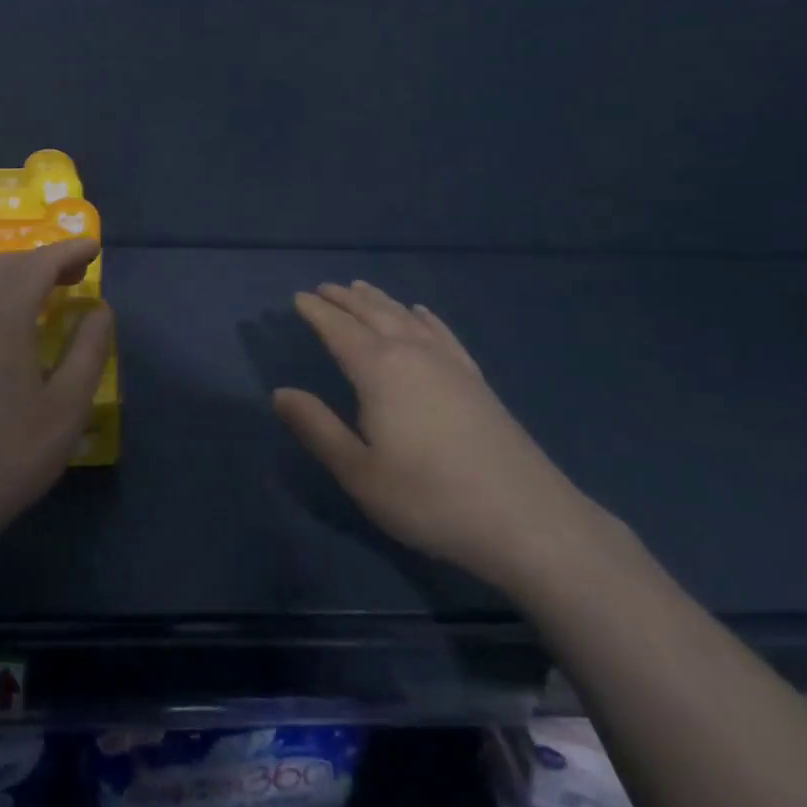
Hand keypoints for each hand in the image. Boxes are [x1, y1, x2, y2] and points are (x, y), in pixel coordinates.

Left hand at [0, 238, 112, 570]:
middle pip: (8, 266)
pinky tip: (6, 324)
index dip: (69, 250)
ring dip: (18, 276)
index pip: (39, 264)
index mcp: (3, 318)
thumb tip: (99, 309)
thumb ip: (88, 351)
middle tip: (78, 272)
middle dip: (45, 259)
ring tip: (47, 293)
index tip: (94, 247)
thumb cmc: (7, 456)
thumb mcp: (66, 408)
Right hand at [272, 281, 606, 594]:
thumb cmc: (429, 498)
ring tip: (361, 288)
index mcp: (379, 370)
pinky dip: (425, 318)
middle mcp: (413, 353)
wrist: (526, 518)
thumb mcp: (359, 472)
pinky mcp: (476, 379)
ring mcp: (450, 363)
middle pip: (373, 314)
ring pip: (406, 318)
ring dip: (380, 300)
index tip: (298, 296)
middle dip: (345, 299)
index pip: (339, 329)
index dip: (317, 312)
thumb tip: (280, 392)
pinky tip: (422, 313)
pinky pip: (443, 334)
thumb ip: (317, 428)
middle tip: (324, 288)